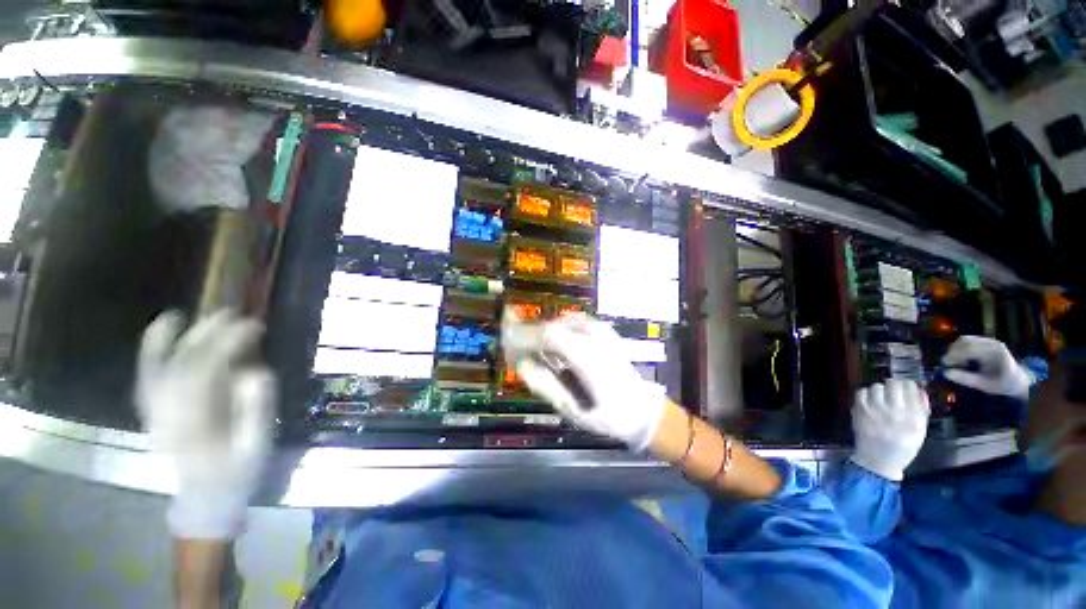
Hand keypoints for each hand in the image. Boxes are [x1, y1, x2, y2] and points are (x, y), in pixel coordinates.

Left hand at [136, 310, 276, 539]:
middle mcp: (166, 415)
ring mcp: (155, 414)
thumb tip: (256, 371)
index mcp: (194, 425)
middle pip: (181, 367)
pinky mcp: (153, 413)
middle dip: (206, 336)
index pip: (206, 374)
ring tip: (183, 316)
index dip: (228, 345)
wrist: (205, 501)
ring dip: (169, 341)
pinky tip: (158, 335)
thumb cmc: (236, 474)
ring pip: (157, 371)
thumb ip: (255, 409)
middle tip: (233, 314)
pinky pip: (147, 379)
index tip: (254, 326)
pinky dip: (150, 354)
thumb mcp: (256, 446)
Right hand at [502, 312, 665, 451]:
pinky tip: (556, 342)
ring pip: (563, 322)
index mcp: (588, 358)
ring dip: (545, 332)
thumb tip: (523, 366)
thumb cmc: (610, 417)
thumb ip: (547, 387)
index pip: (549, 335)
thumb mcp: (575, 411)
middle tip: (517, 350)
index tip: (508, 346)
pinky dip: (560, 328)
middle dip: (531, 334)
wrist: (645, 411)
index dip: (525, 336)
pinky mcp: (606, 333)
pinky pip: (576, 322)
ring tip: (535, 349)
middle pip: (553, 326)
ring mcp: (603, 333)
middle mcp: (595, 339)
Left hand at [850, 381, 929, 481]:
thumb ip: (921, 409)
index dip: (908, 386)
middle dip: (893, 387)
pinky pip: (861, 392)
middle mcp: (895, 411)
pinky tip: (869, 402)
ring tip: (881, 399)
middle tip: (892, 394)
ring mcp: (876, 410)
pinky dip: (865, 394)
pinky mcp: (860, 411)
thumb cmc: (902, 447)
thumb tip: (919, 389)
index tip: (906, 389)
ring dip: (879, 390)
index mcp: (914, 417)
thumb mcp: (920, 430)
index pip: (911, 387)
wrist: (878, 461)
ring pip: (877, 386)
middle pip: (893, 384)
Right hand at [941, 336, 1032, 398]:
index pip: (969, 348)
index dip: (953, 355)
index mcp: (994, 353)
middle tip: (948, 364)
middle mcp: (991, 343)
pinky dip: (960, 348)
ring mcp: (989, 340)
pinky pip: (968, 341)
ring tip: (956, 362)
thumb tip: (945, 373)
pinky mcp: (985, 341)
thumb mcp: (984, 385)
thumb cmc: (1001, 384)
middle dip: (952, 352)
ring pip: (964, 340)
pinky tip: (962, 358)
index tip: (945, 366)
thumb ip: (966, 379)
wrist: (1017, 379)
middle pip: (965, 341)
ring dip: (955, 350)